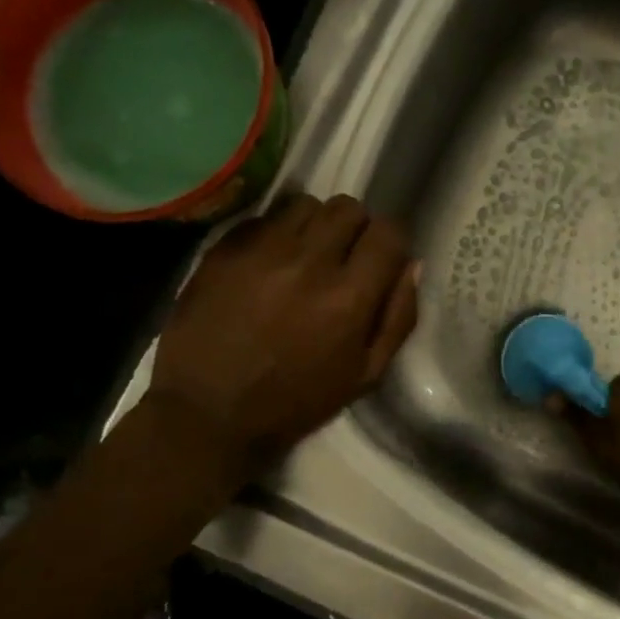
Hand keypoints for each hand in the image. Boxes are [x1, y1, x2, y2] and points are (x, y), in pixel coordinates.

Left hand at [149, 194, 418, 474]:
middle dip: (355, 228)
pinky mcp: (223, 249)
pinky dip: (275, 235)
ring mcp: (261, 251)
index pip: (387, 233)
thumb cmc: (296, 402)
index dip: (390, 244)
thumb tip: (411, 266)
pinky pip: (263, 219)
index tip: (381, 260)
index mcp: (349, 297)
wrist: (208, 413)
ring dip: (315, 225)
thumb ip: (398, 318)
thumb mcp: (365, 375)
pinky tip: (268, 266)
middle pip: (348, 207)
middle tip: (344, 257)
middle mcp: (309, 262)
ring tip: (305, 255)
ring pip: (306, 205)